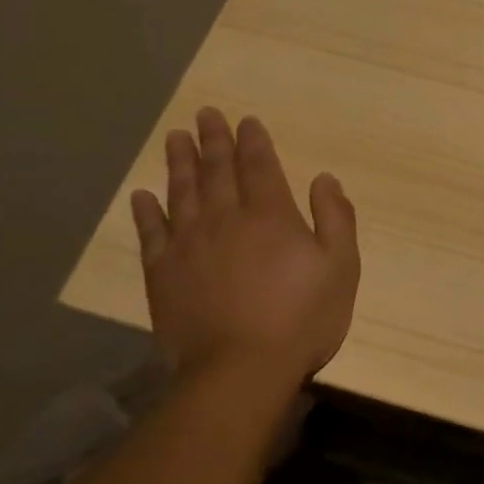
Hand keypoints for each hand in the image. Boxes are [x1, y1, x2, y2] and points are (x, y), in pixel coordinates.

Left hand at [129, 108, 359, 380]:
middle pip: (217, 170)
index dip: (254, 141)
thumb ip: (336, 217)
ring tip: (175, 137)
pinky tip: (142, 195)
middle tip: (205, 114)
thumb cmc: (303, 317)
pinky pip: (151, 233)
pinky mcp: (163, 274)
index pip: (260, 166)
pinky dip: (146, 211)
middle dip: (213, 140)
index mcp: (271, 214)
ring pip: (182, 192)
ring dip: (179, 162)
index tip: (246, 120)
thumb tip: (324, 178)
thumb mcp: (341, 266)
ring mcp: (189, 245)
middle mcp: (226, 218)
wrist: (241, 369)